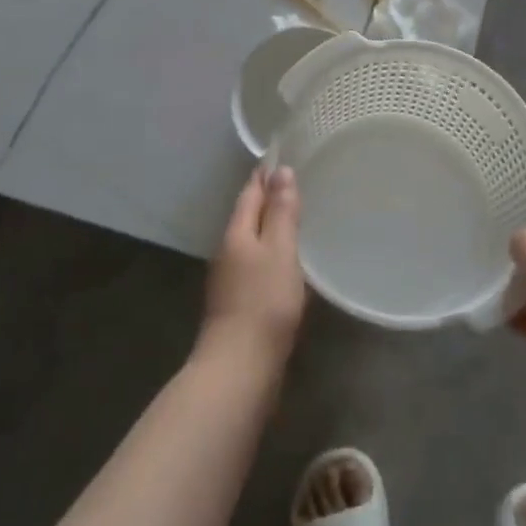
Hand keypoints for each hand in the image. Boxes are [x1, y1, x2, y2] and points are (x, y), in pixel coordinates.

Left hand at [201, 164, 306, 365]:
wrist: (240, 367)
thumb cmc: (264, 302)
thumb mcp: (280, 251)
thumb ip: (282, 212)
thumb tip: (280, 171)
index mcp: (237, 232)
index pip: (250, 192)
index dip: (265, 175)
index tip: (283, 157)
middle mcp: (228, 251)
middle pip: (248, 215)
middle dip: (267, 198)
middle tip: (296, 183)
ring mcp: (230, 279)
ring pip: (251, 241)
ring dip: (269, 227)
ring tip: (296, 218)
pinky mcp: (238, 303)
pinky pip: (256, 265)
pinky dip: (271, 254)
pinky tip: (288, 263)